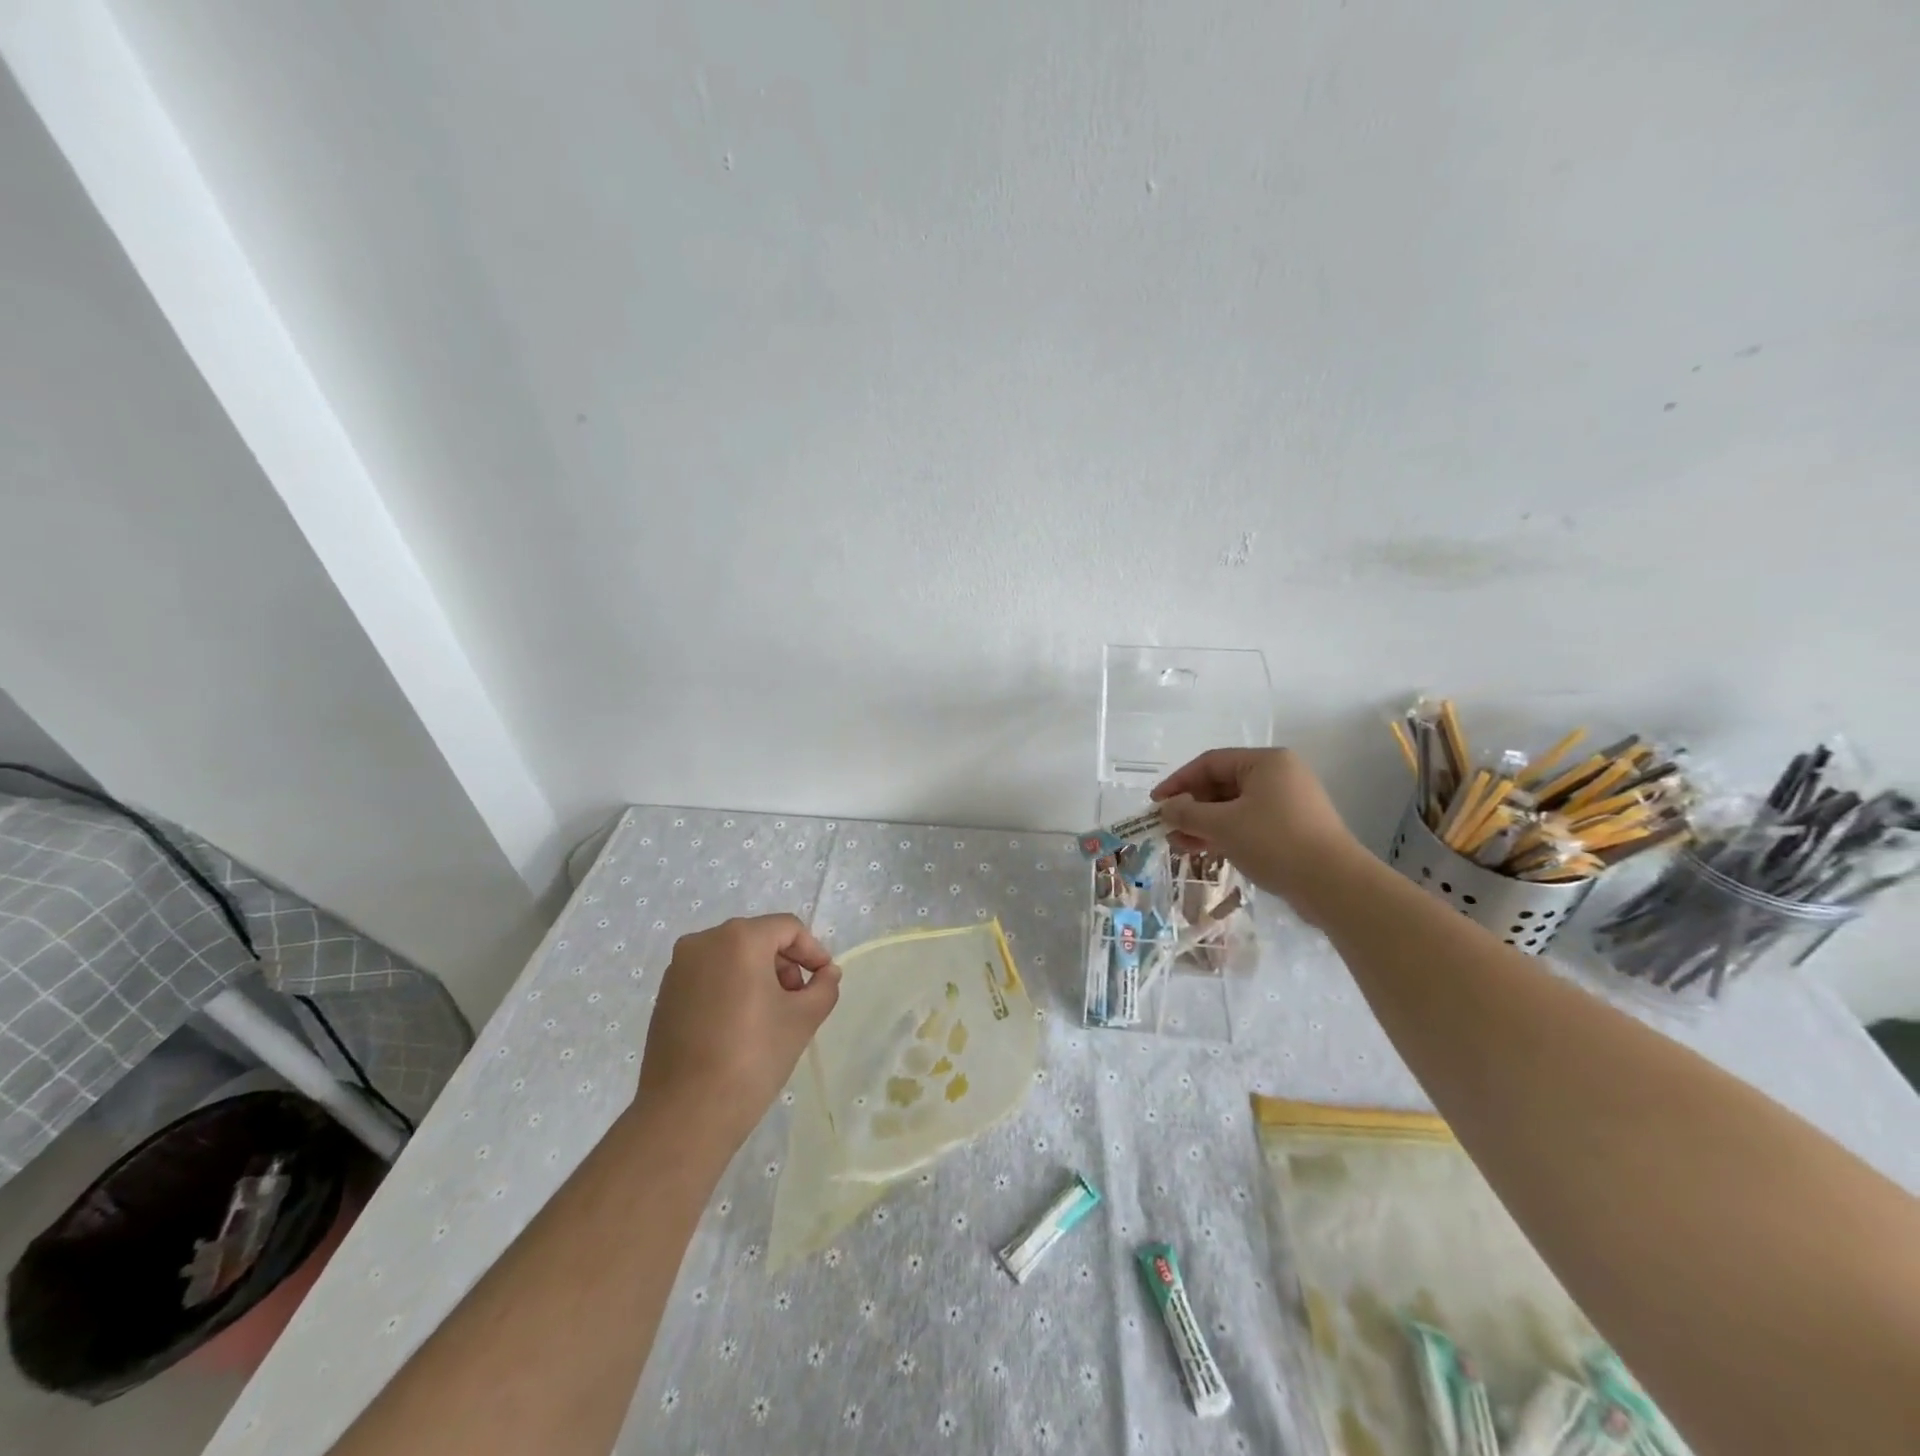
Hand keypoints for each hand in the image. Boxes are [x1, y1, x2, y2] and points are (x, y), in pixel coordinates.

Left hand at [636, 915, 840, 1149]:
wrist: (686, 1113)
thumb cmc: (752, 1056)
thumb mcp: (803, 1019)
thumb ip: (823, 987)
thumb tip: (827, 973)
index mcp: (739, 938)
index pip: (787, 928)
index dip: (812, 951)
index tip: (824, 980)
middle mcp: (704, 941)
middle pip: (758, 939)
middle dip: (785, 964)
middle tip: (799, 1000)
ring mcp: (678, 968)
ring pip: (732, 957)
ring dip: (759, 976)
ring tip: (772, 1015)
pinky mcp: (665, 994)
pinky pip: (709, 976)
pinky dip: (732, 988)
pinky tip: (741, 1025)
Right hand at [1151, 748, 1367, 925]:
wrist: (1334, 885)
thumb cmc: (1275, 842)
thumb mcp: (1223, 825)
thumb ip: (1188, 813)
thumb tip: (1165, 808)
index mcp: (1266, 762)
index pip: (1210, 763)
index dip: (1178, 782)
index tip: (1156, 804)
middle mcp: (1279, 776)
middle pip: (1222, 785)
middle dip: (1191, 807)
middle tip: (1167, 828)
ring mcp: (1288, 803)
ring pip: (1234, 807)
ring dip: (1204, 824)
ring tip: (1179, 845)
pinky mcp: (1293, 829)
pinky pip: (1249, 824)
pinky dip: (1225, 834)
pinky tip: (1205, 850)